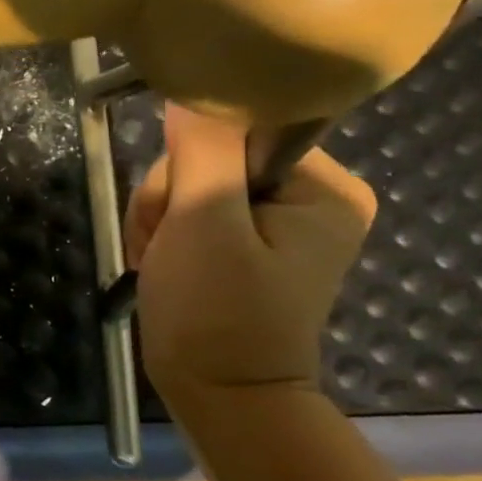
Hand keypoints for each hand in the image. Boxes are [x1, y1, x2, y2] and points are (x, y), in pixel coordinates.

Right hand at [122, 106, 375, 408]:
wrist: (220, 398)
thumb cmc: (218, 313)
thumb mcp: (205, 222)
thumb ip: (201, 148)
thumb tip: (192, 82)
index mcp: (323, 186)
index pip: (239, 129)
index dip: (190, 160)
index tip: (178, 209)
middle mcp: (309, 195)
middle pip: (208, 157)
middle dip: (169, 199)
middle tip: (165, 245)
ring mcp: (275, 221)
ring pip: (187, 184)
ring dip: (158, 220)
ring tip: (160, 262)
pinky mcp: (245, 242)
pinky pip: (188, 211)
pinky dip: (163, 235)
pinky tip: (162, 265)